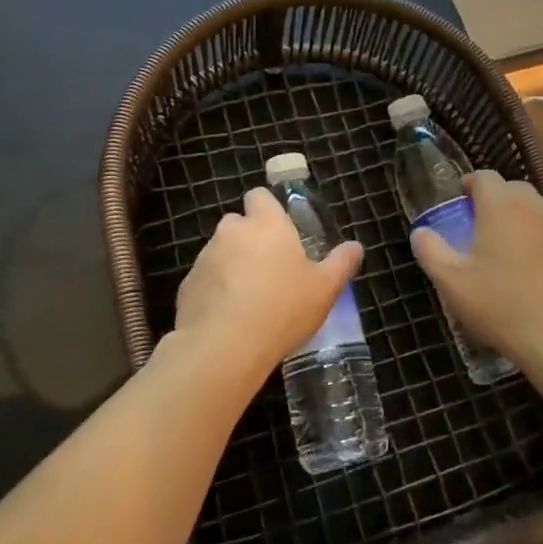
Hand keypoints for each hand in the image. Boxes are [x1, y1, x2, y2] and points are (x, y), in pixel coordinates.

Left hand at [173, 188, 362, 384]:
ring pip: (221, 251)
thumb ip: (341, 263)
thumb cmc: (283, 308)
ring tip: (251, 298)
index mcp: (267, 224)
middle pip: (239, 223)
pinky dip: (216, 290)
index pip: (259, 196)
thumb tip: (355, 247)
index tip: (282, 231)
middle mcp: (232, 231)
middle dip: (251, 239)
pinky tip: (230, 317)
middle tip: (271, 269)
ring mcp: (205, 257)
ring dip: (233, 265)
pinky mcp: (187, 284)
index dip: (268, 209)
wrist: (224, 347)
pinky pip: (206, 279)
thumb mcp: (324, 289)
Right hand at [410, 171, 542, 375]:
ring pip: (534, 211)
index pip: (485, 177)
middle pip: (513, 188)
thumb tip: (421, 232)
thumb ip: (431, 251)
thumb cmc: (500, 304)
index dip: (469, 184)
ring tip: (500, 248)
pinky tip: (526, 270)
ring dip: (516, 219)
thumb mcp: (452, 282)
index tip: (458, 200)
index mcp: (501, 208)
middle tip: (476, 223)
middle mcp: (533, 210)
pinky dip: (535, 240)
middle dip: (494, 198)